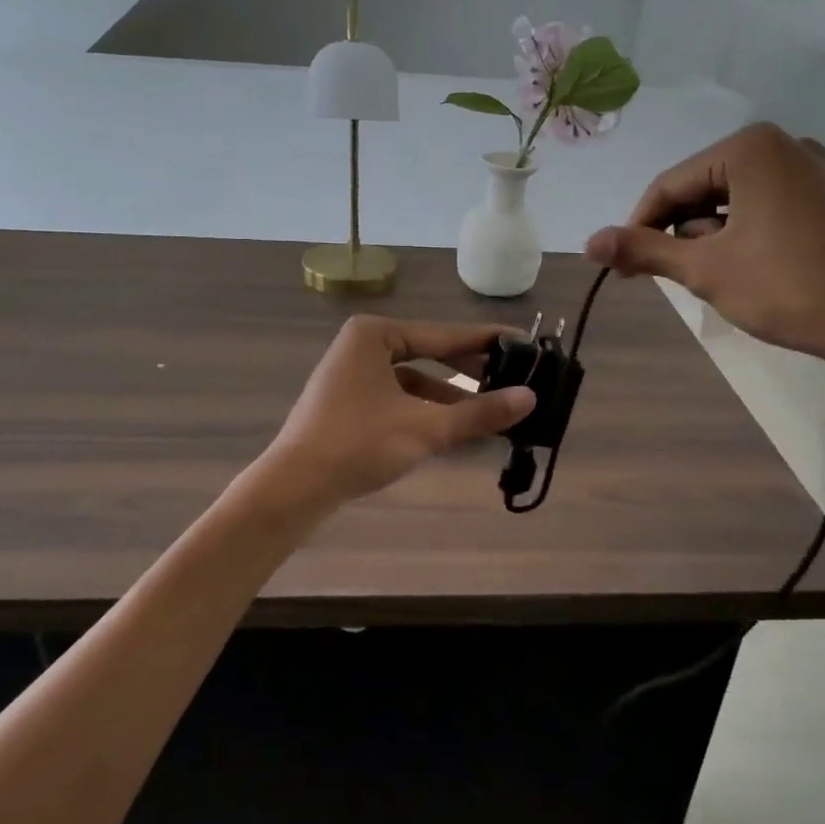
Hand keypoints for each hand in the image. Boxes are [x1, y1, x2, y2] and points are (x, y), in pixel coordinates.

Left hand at [259, 315, 535, 509]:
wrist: (293, 488)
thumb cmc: (358, 444)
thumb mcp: (425, 428)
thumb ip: (479, 413)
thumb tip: (531, 398)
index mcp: (375, 335)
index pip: (444, 336)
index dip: (486, 342)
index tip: (524, 343)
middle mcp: (362, 347)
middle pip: (430, 356)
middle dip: (471, 372)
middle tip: (514, 378)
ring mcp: (353, 377)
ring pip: (416, 383)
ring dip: (452, 399)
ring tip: (492, 414)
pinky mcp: (349, 406)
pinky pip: (400, 401)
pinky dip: (427, 414)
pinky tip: (456, 432)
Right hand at [585, 124, 824, 386]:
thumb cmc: (784, 288)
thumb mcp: (704, 269)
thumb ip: (643, 250)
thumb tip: (589, 243)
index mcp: (751, 148)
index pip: (671, 184)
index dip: (638, 227)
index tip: (621, 268)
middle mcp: (784, 145)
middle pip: (701, 188)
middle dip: (678, 232)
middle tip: (666, 277)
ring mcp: (812, 170)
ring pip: (732, 200)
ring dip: (708, 237)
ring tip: (711, 279)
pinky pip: (764, 207)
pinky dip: (740, 234)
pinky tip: (743, 269)